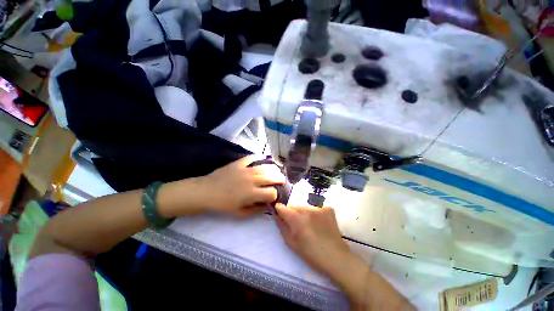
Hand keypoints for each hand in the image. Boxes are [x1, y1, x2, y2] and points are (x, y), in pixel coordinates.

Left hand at [198, 156, 284, 216]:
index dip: (275, 195)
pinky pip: (251, 158)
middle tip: (282, 180)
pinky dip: (258, 158)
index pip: (271, 193)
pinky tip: (261, 159)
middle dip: (279, 179)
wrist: (206, 192)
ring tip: (276, 170)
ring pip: (265, 167)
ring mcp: (246, 169)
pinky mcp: (239, 163)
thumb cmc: (222, 205)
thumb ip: (256, 210)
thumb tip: (266, 205)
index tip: (273, 196)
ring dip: (273, 169)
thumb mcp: (240, 213)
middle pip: (272, 177)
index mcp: (252, 193)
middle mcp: (252, 180)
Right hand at [274, 204, 350, 275]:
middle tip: (296, 224)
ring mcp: (319, 208)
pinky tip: (319, 223)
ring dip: (303, 212)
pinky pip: (315, 207)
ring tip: (309, 224)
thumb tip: (276, 215)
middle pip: (294, 206)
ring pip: (304, 206)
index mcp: (297, 219)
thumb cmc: (311, 254)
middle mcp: (307, 209)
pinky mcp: (328, 208)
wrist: (336, 257)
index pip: (282, 207)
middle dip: (292, 212)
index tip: (280, 214)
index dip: (279, 210)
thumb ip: (282, 226)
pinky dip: (314, 213)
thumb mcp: (291, 243)